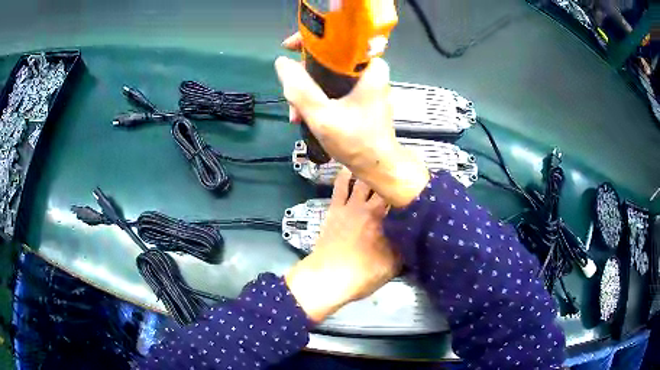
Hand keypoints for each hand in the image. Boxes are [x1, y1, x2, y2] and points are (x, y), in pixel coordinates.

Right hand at [276, 33, 429, 207]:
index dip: (309, 40)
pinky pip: (333, 85)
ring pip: (328, 73)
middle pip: (328, 58)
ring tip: (297, 115)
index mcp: (368, 67)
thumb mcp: (322, 116)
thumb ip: (299, 89)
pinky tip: (306, 115)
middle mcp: (369, 69)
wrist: (377, 166)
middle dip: (304, 76)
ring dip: (308, 91)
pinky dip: (318, 97)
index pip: (337, 38)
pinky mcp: (361, 94)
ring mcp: (365, 82)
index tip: (289, 48)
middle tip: (291, 98)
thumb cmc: (356, 142)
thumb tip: (281, 63)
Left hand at [285, 169, 400, 322]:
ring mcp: (351, 206)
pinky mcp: (335, 209)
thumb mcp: (395, 264)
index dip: (410, 188)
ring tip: (379, 160)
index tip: (417, 182)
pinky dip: (345, 175)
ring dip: (371, 171)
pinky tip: (349, 166)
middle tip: (401, 170)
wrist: (330, 277)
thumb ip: (406, 246)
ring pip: (363, 180)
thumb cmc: (364, 273)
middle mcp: (371, 207)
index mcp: (387, 219)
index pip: (402, 197)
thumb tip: (415, 233)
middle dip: (393, 177)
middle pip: (384, 185)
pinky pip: (341, 186)